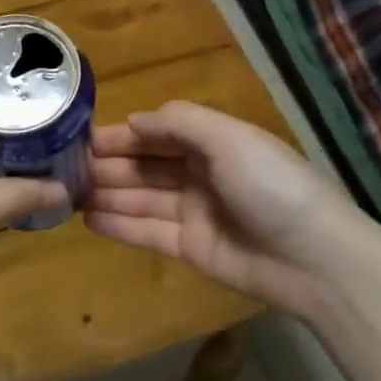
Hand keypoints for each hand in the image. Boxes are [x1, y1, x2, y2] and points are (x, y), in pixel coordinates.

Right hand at [86, 101, 358, 315]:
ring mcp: (194, 212)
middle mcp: (200, 173)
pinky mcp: (191, 249)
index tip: (81, 137)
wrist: (316, 260)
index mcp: (212, 142)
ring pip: (141, 197)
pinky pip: (148, 232)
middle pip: (145, 165)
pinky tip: (89, 219)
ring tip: (67, 193)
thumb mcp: (228, 138)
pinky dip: (119, 225)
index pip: (157, 133)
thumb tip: (134, 120)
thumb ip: (179, 122)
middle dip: (108, 164)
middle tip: (64, 168)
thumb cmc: (271, 185)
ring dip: (107, 193)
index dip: (122, 134)